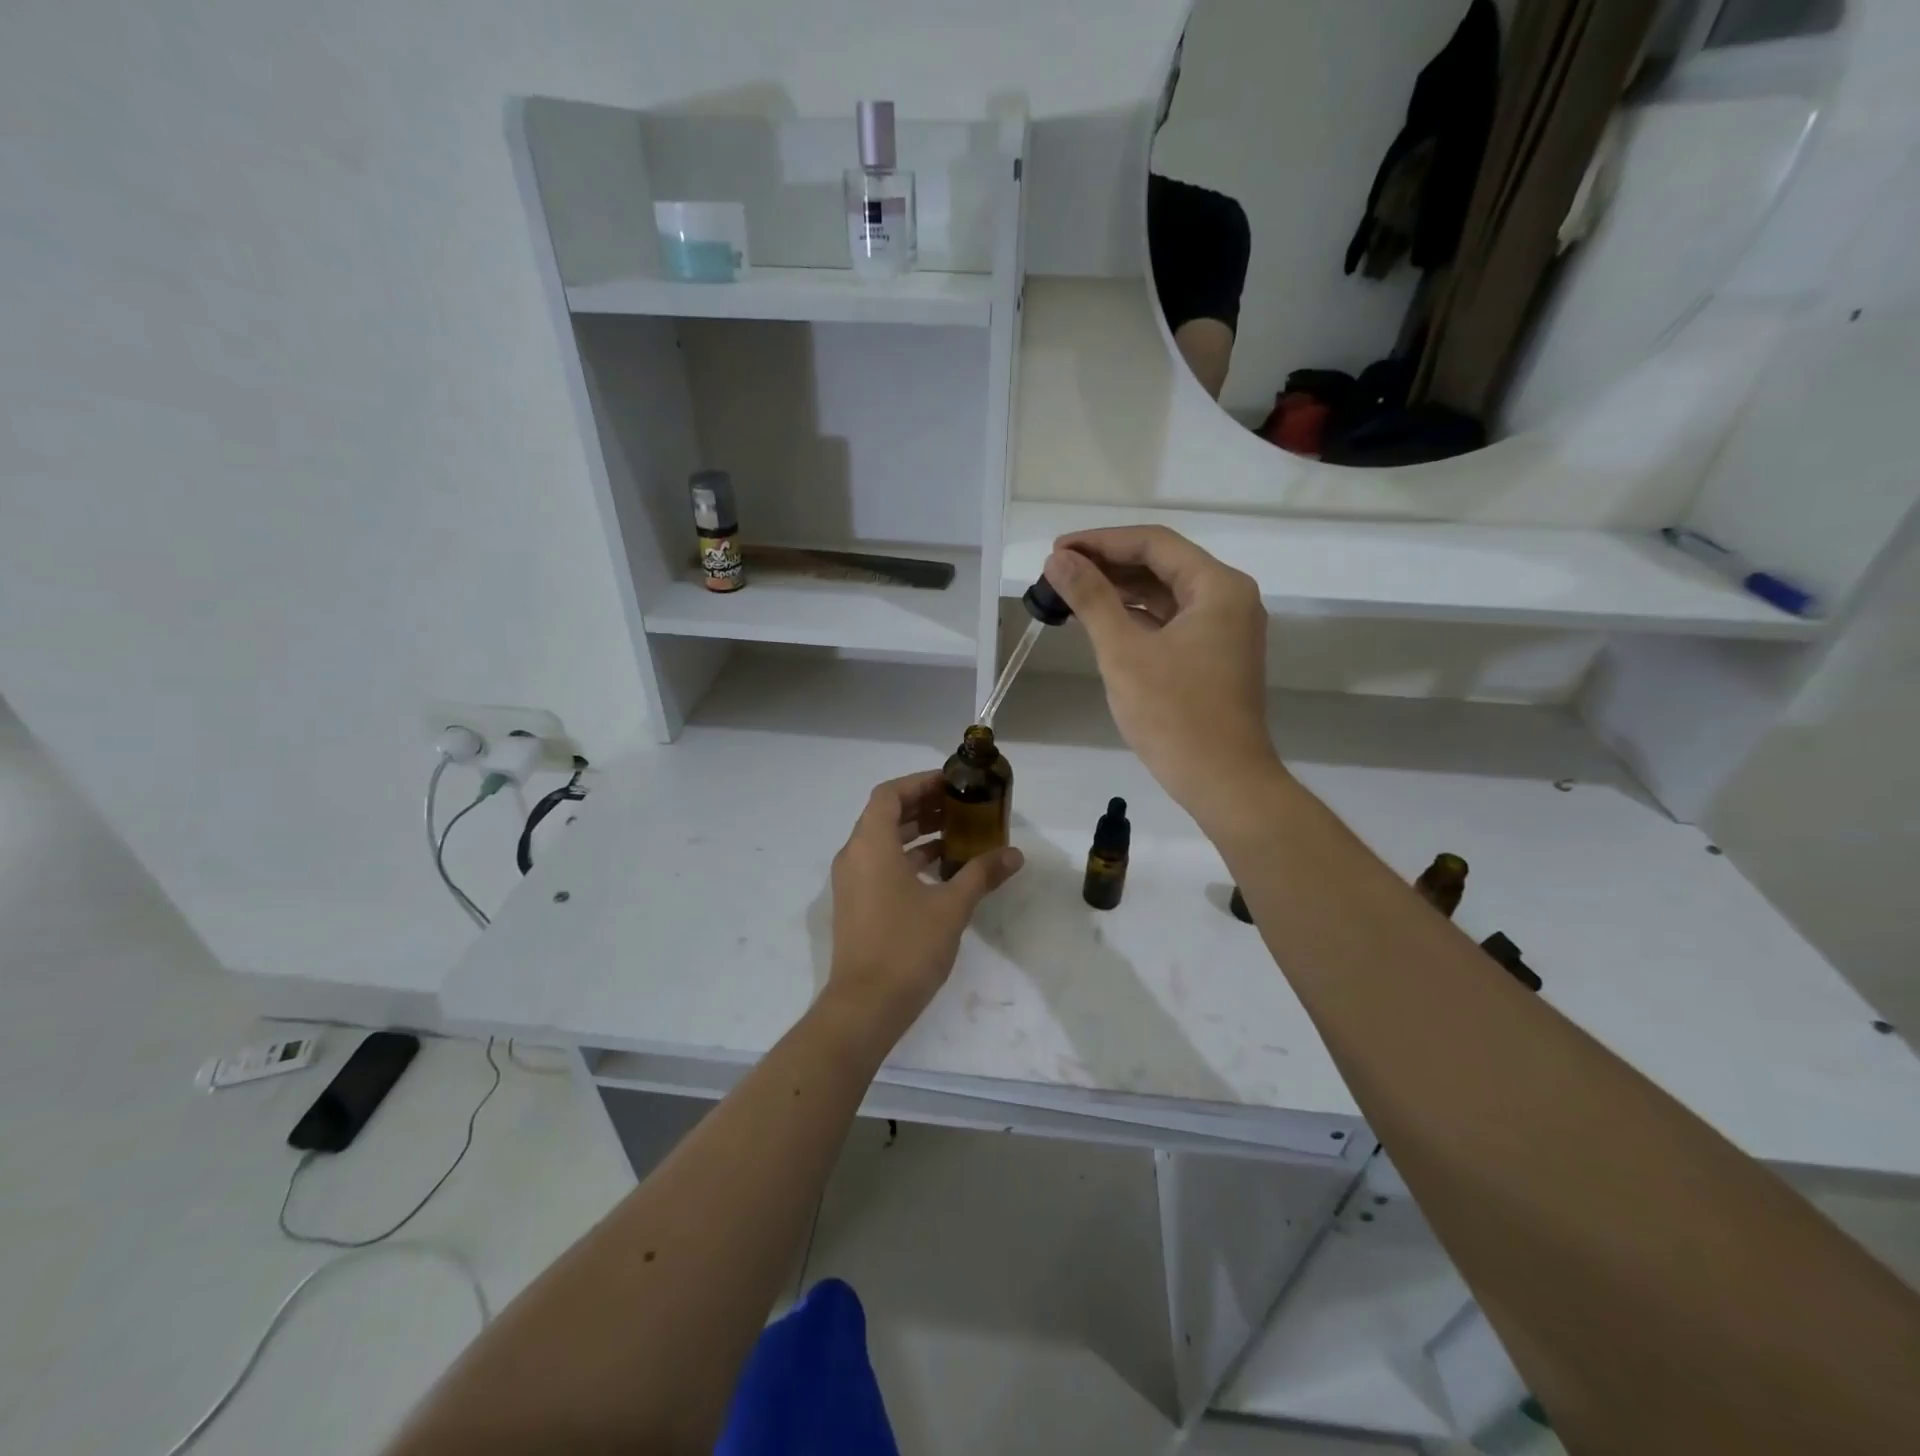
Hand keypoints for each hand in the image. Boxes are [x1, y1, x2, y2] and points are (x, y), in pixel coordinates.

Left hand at [824, 772, 1023, 1043]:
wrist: (865, 1006)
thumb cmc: (907, 947)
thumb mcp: (951, 907)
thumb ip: (981, 874)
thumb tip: (1015, 854)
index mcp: (871, 845)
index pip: (890, 794)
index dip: (920, 783)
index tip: (952, 783)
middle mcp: (854, 856)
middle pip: (886, 815)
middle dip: (924, 807)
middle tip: (962, 806)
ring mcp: (852, 882)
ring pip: (884, 842)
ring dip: (918, 834)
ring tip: (959, 835)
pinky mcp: (856, 904)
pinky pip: (881, 865)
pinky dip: (908, 859)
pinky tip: (942, 871)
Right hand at [1043, 527, 1284, 835]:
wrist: (1223, 781)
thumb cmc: (1174, 714)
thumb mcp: (1123, 652)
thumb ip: (1091, 599)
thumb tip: (1058, 559)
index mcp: (1218, 586)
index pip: (1154, 543)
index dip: (1101, 542)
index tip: (1057, 550)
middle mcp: (1229, 598)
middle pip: (1162, 565)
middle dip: (1108, 565)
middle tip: (1058, 572)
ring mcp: (1225, 629)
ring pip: (1165, 594)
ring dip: (1120, 591)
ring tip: (1071, 594)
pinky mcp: (1216, 655)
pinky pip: (1171, 621)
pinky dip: (1136, 617)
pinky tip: (1101, 622)